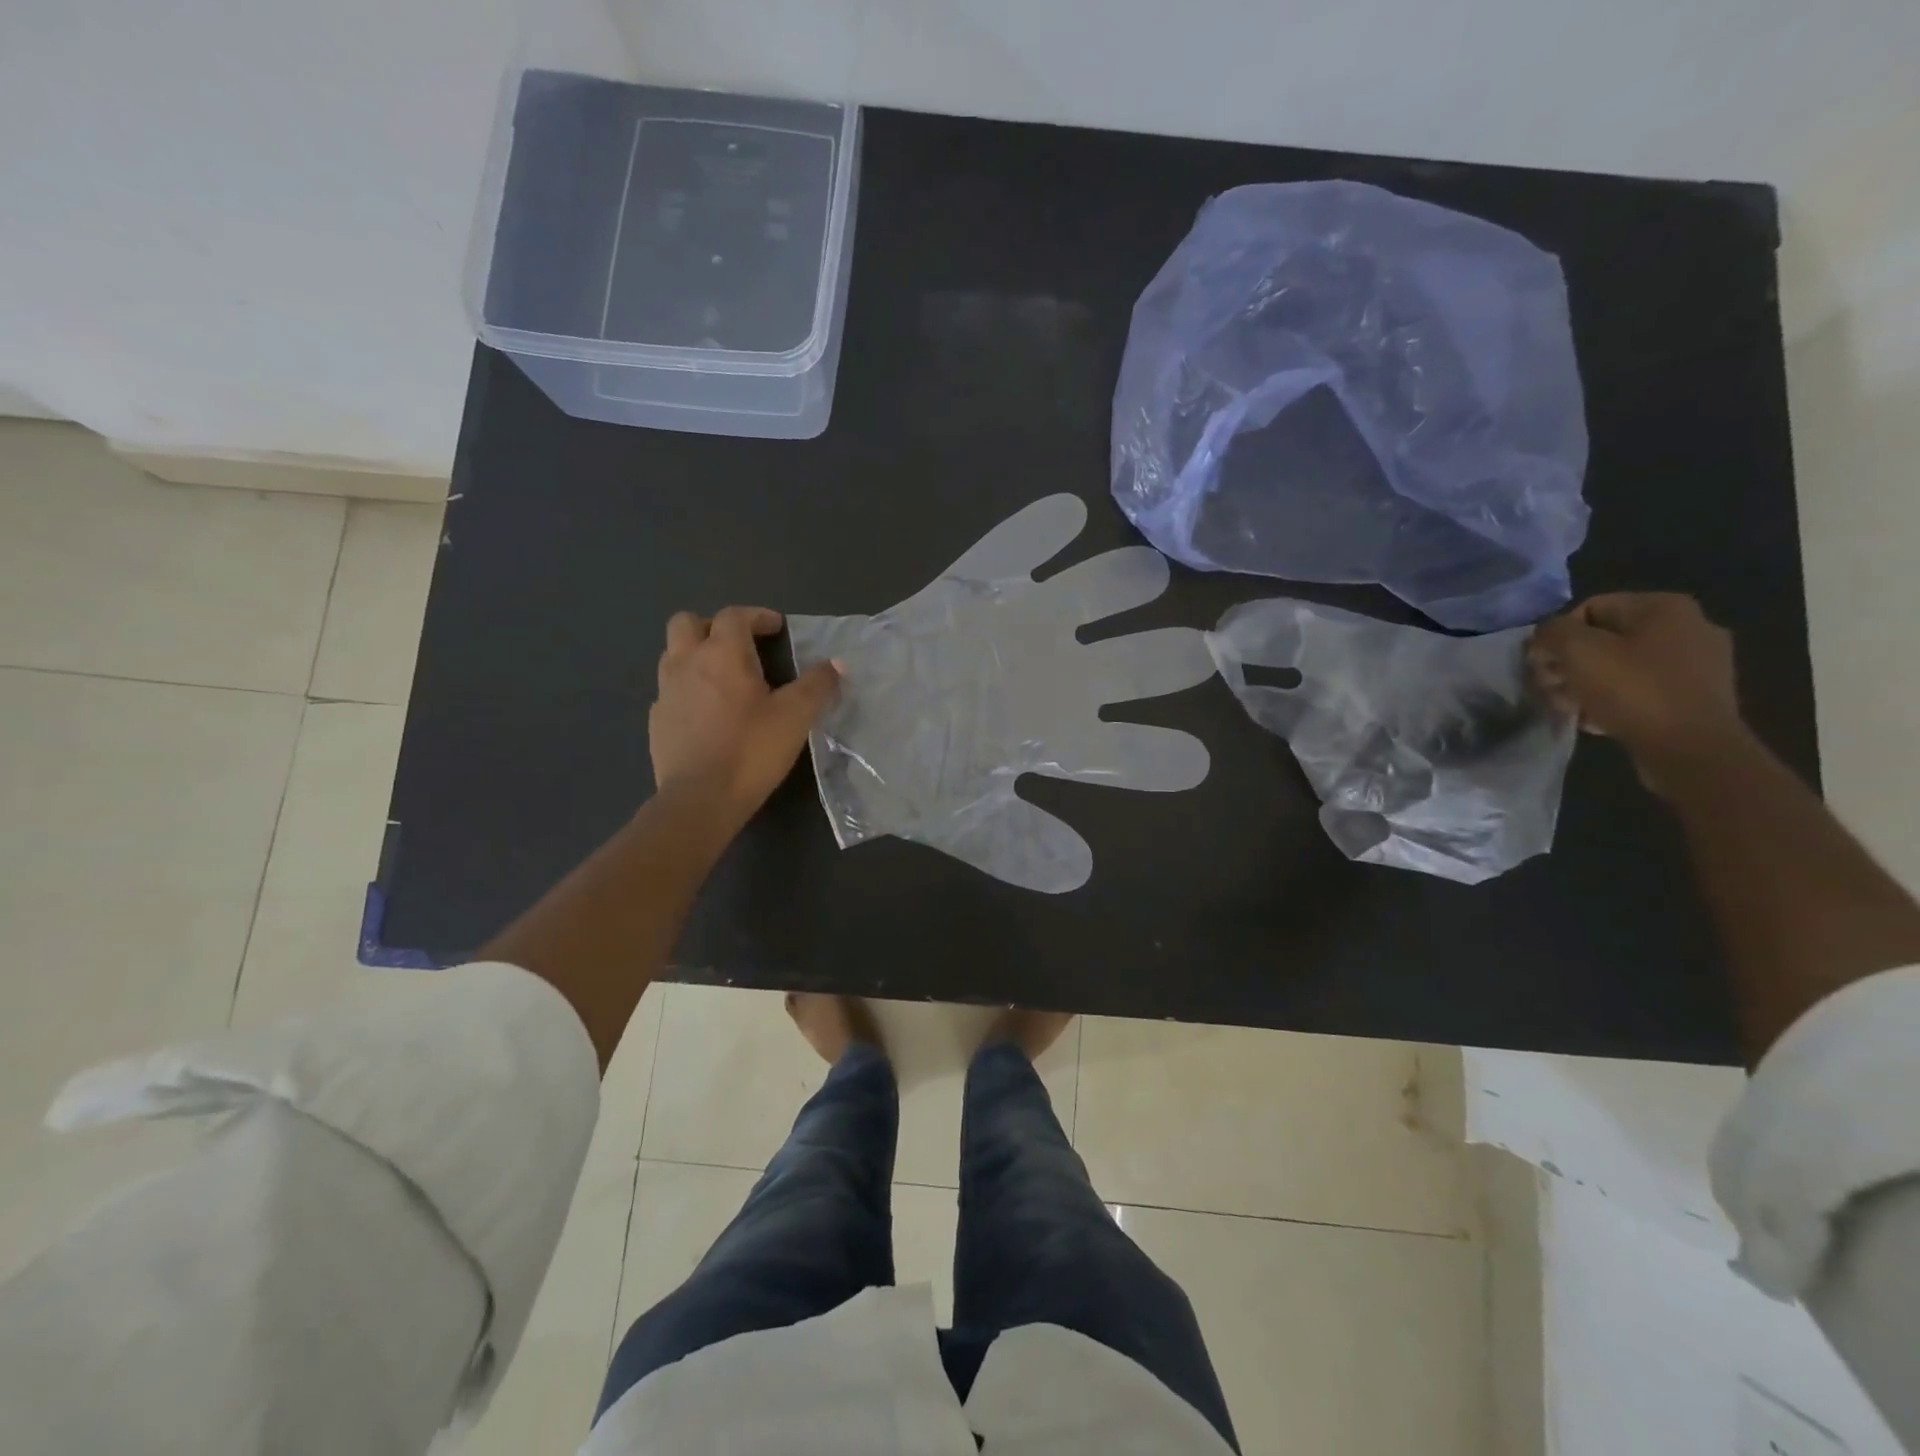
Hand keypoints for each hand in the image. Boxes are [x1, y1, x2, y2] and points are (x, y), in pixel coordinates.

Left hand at [649, 606, 839, 833]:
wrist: (700, 799)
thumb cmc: (751, 750)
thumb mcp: (796, 717)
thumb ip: (817, 685)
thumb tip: (836, 664)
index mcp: (722, 654)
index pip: (734, 616)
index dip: (756, 616)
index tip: (776, 629)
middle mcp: (686, 663)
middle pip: (687, 623)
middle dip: (713, 626)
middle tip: (740, 646)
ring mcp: (665, 692)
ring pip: (673, 654)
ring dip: (696, 655)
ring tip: (723, 678)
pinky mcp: (656, 721)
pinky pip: (669, 690)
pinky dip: (687, 689)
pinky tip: (707, 713)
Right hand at [788, 495, 1213, 892]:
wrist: (849, 724)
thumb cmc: (907, 773)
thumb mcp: (962, 820)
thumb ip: (1015, 841)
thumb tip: (1080, 871)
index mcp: (1054, 736)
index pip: (1121, 751)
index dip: (1157, 756)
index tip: (1194, 763)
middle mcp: (1052, 678)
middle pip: (1126, 666)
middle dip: (1162, 661)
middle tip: (1193, 657)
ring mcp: (1021, 628)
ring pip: (1087, 598)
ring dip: (1117, 585)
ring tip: (1146, 576)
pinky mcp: (979, 589)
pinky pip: (1011, 555)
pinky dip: (1036, 536)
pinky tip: (1067, 516)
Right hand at [1527, 593, 1746, 785]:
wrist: (1692, 749)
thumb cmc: (1633, 690)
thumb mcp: (1578, 651)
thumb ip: (1552, 632)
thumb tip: (1545, 636)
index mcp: (1664, 607)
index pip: (1589, 608)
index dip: (1557, 636)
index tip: (1543, 665)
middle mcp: (1689, 627)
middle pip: (1605, 639)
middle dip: (1569, 663)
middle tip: (1550, 688)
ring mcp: (1699, 663)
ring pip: (1621, 666)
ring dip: (1585, 684)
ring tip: (1568, 707)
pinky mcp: (1697, 696)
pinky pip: (1642, 689)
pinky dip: (1614, 700)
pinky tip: (1596, 719)